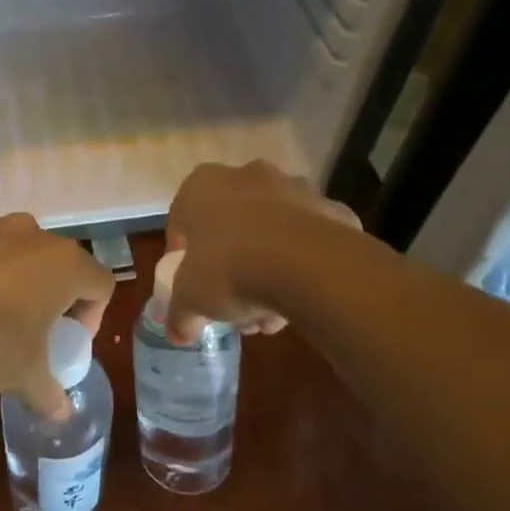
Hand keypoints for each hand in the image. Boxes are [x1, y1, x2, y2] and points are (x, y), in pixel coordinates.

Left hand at [0, 196, 114, 417]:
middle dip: (47, 290)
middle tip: (26, 324)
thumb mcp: (21, 376)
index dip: (91, 314)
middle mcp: (34, 233)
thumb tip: (63, 414)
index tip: (65, 338)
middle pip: (56, 261)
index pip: (100, 284)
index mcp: (65, 266)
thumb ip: (49, 393)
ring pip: (13, 242)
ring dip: (8, 267)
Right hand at [164, 161, 362, 343]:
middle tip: (232, 303)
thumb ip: (179, 314)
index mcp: (202, 186)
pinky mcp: (332, 210)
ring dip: (267, 268)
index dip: (183, 258)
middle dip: (230, 266)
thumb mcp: (191, 300)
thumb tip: (177, 334)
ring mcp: (294, 189)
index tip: (191, 285)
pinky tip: (300, 298)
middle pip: (231, 226)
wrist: (308, 264)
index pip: (182, 222)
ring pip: (271, 233)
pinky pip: (308, 241)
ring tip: (269, 313)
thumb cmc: (230, 269)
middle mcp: (246, 176)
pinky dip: (303, 265)